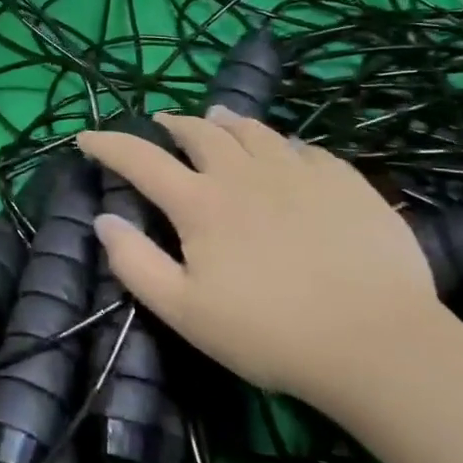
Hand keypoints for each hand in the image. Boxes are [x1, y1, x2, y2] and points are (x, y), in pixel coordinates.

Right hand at [76, 111, 442, 402]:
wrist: (377, 345)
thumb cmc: (268, 333)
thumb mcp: (183, 311)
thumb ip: (136, 264)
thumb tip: (104, 220)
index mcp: (201, 203)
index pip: (141, 159)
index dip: (108, 144)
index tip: (86, 136)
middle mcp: (244, 173)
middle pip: (199, 131)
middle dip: (171, 124)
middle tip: (160, 124)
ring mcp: (299, 172)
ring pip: (252, 130)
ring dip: (225, 121)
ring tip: (216, 117)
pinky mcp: (345, 182)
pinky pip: (302, 148)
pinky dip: (279, 143)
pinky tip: (283, 153)